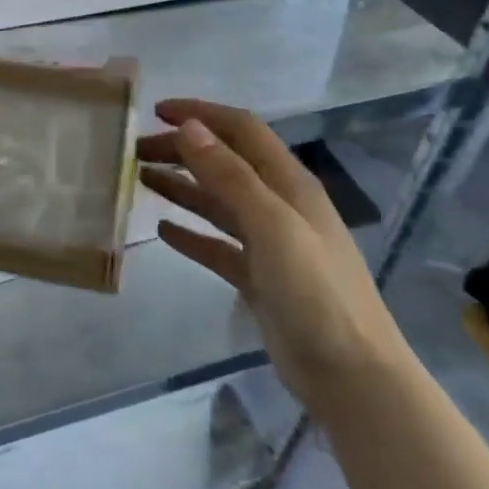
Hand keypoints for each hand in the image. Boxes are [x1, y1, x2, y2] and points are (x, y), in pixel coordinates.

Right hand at [139, 100, 407, 400]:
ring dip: (182, 186)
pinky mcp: (258, 278)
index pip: (242, 131)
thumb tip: (190, 127)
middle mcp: (279, 206)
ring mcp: (269, 243)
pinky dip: (191, 233)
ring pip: (217, 202)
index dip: (202, 114)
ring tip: (141, 178)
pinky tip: (164, 230)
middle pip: (225, 163)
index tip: (156, 111)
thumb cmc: (315, 293)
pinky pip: (217, 245)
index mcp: (288, 184)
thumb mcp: (272, 226)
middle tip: (136, 151)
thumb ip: (230, 176)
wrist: (351, 376)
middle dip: (183, 150)